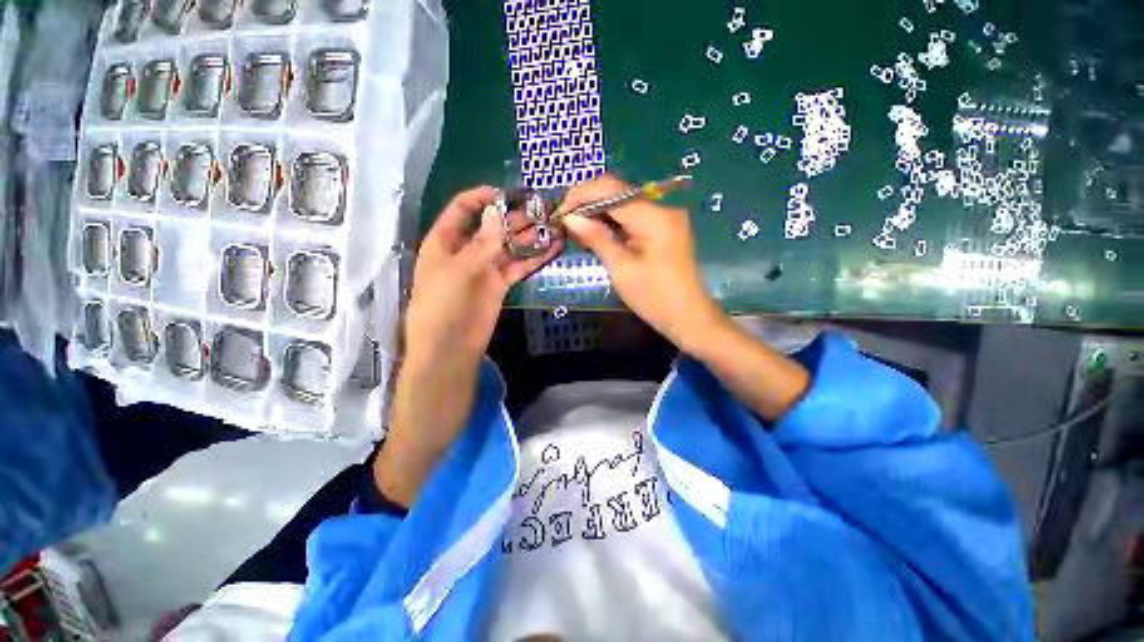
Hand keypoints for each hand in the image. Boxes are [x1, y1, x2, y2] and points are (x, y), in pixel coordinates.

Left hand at [403, 186, 558, 363]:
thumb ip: (481, 242)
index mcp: (446, 240)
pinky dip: (535, 258)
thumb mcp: (458, 270)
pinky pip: (520, 266)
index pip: (464, 209)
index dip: (483, 197)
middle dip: (516, 216)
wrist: (450, 346)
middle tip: (543, 209)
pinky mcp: (501, 284)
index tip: (509, 193)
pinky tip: (554, 248)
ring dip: (531, 236)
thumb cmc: (442, 304)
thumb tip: (497, 211)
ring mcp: (486, 267)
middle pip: (493, 226)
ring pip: (510, 245)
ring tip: (555, 225)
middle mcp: (467, 249)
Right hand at [560, 175, 725, 352]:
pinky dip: (613, 223)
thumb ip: (597, 238)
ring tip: (574, 227)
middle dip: (588, 202)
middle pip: (618, 193)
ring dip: (598, 213)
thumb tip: (570, 218)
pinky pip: (633, 219)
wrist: (689, 319)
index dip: (581, 195)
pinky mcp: (664, 230)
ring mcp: (665, 219)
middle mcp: (662, 209)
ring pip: (624, 205)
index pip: (611, 190)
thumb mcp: (622, 269)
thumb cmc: (655, 299)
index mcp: (654, 217)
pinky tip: (596, 232)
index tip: (559, 212)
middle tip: (564, 221)